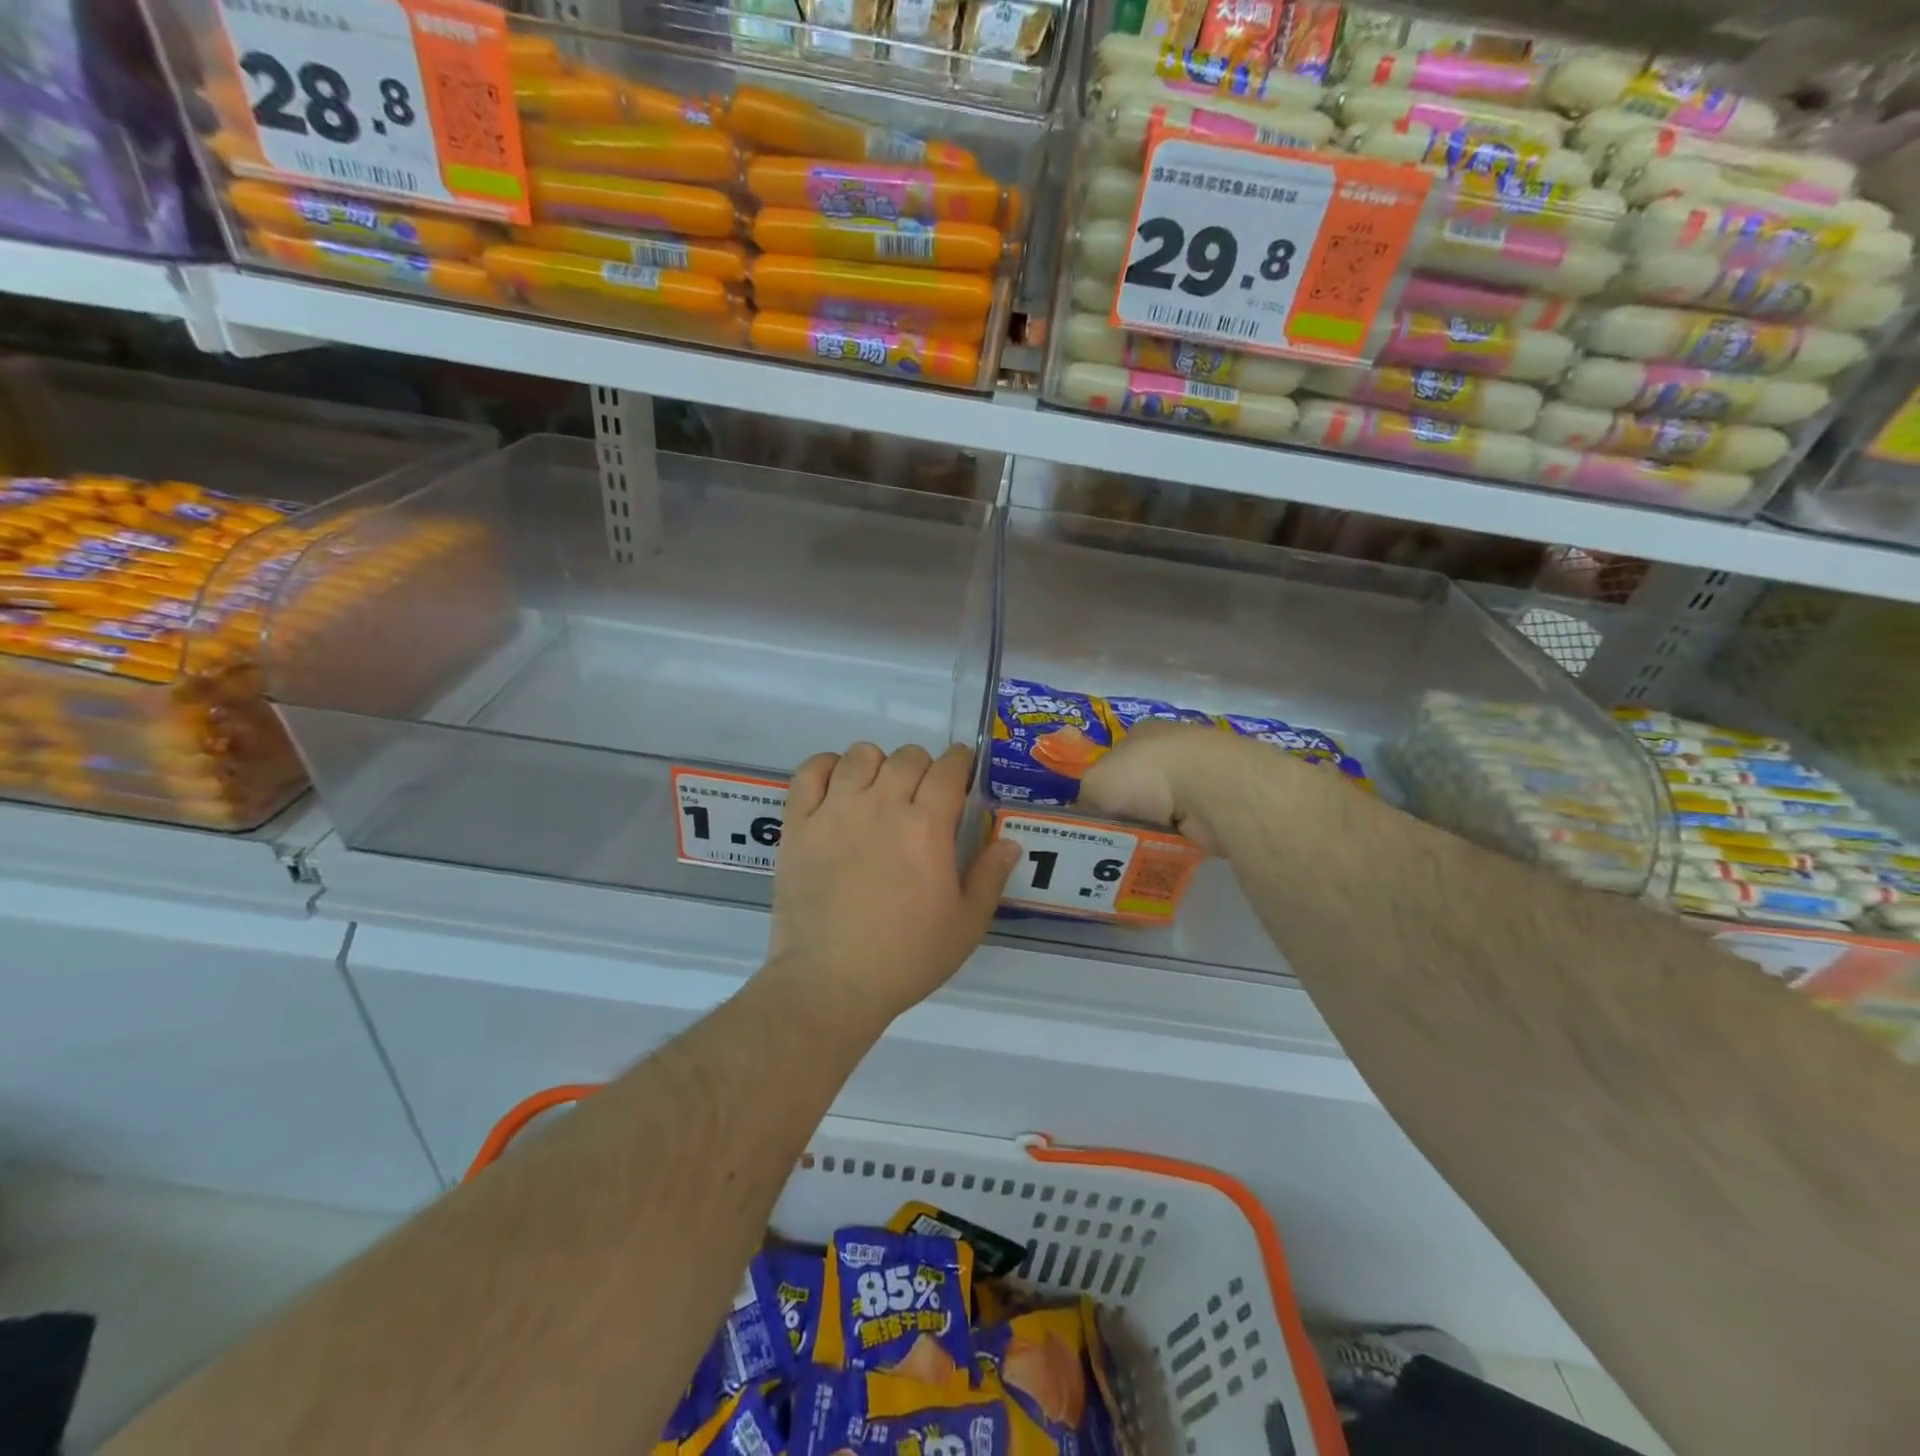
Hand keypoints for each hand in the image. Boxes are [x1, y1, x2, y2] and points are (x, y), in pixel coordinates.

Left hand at [767, 742, 1019, 1030]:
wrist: (831, 981)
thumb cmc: (906, 957)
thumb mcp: (965, 925)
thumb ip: (989, 877)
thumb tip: (1009, 842)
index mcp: (927, 826)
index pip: (949, 769)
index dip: (960, 762)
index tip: (962, 770)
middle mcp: (882, 805)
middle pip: (907, 757)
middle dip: (923, 765)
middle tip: (923, 792)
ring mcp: (836, 811)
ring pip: (860, 755)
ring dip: (877, 763)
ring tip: (879, 788)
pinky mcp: (799, 824)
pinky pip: (810, 772)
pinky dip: (826, 767)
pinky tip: (837, 786)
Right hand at [1078, 721, 1266, 854]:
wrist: (1211, 788)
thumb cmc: (1145, 775)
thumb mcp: (1094, 785)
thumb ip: (1086, 801)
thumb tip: (1085, 820)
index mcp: (1140, 733)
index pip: (1114, 761)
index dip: (1103, 789)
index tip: (1096, 818)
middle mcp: (1171, 748)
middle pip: (1140, 787)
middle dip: (1129, 813)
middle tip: (1111, 844)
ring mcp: (1200, 774)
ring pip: (1165, 809)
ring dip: (1154, 830)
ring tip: (1137, 855)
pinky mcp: (1222, 801)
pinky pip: (1189, 827)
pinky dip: (1178, 840)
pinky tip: (1167, 854)